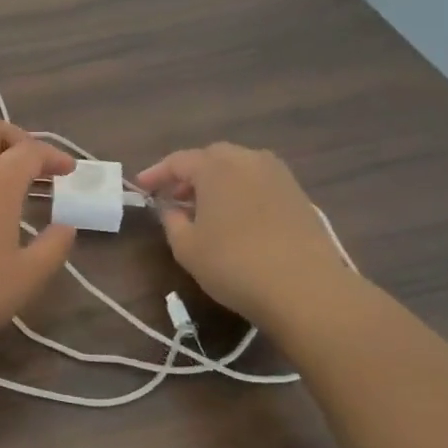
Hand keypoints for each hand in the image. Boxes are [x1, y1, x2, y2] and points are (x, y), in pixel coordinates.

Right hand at [138, 144, 346, 330]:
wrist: (307, 289)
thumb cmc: (234, 264)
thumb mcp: (187, 247)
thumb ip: (171, 221)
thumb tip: (171, 209)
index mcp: (216, 166)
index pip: (178, 161)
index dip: (156, 174)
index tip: (141, 187)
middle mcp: (248, 160)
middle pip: (211, 158)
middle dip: (189, 174)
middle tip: (174, 197)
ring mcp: (278, 176)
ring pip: (239, 168)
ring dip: (218, 182)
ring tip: (205, 209)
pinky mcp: (299, 196)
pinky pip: (259, 183)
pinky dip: (241, 192)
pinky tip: (236, 218)